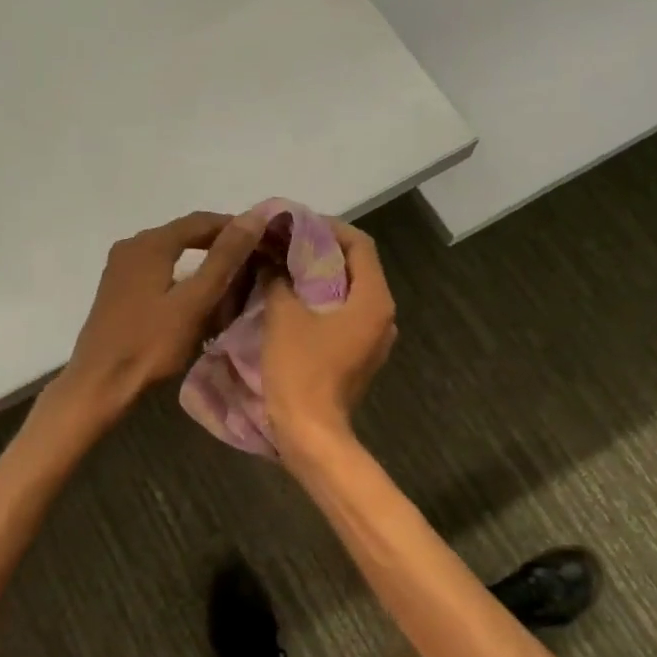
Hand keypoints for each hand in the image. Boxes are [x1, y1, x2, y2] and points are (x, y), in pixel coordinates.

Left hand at [55, 209, 269, 421]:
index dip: (234, 226)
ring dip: (199, 260)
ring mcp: (120, 268)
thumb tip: (253, 217)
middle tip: (251, 260)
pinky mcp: (117, 289)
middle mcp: (131, 246)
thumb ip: (224, 259)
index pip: (201, 221)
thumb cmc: (150, 343)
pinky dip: (180, 275)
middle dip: (218, 244)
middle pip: (183, 234)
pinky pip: (156, 269)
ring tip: (230, 278)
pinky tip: (194, 294)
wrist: (100, 382)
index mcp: (150, 243)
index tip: (263, 240)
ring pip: (169, 252)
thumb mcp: (194, 302)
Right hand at [264, 220, 396, 456]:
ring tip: (284, 270)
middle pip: (356, 268)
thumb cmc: (300, 370)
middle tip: (285, 245)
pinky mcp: (359, 357)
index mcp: (374, 300)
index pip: (360, 245)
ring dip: (319, 279)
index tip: (296, 225)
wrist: (310, 432)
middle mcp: (383, 316)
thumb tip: (272, 262)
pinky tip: (291, 303)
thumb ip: (279, 280)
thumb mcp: (283, 316)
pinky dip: (321, 304)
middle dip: (321, 253)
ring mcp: (374, 340)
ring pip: (349, 294)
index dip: (328, 228)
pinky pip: (343, 317)